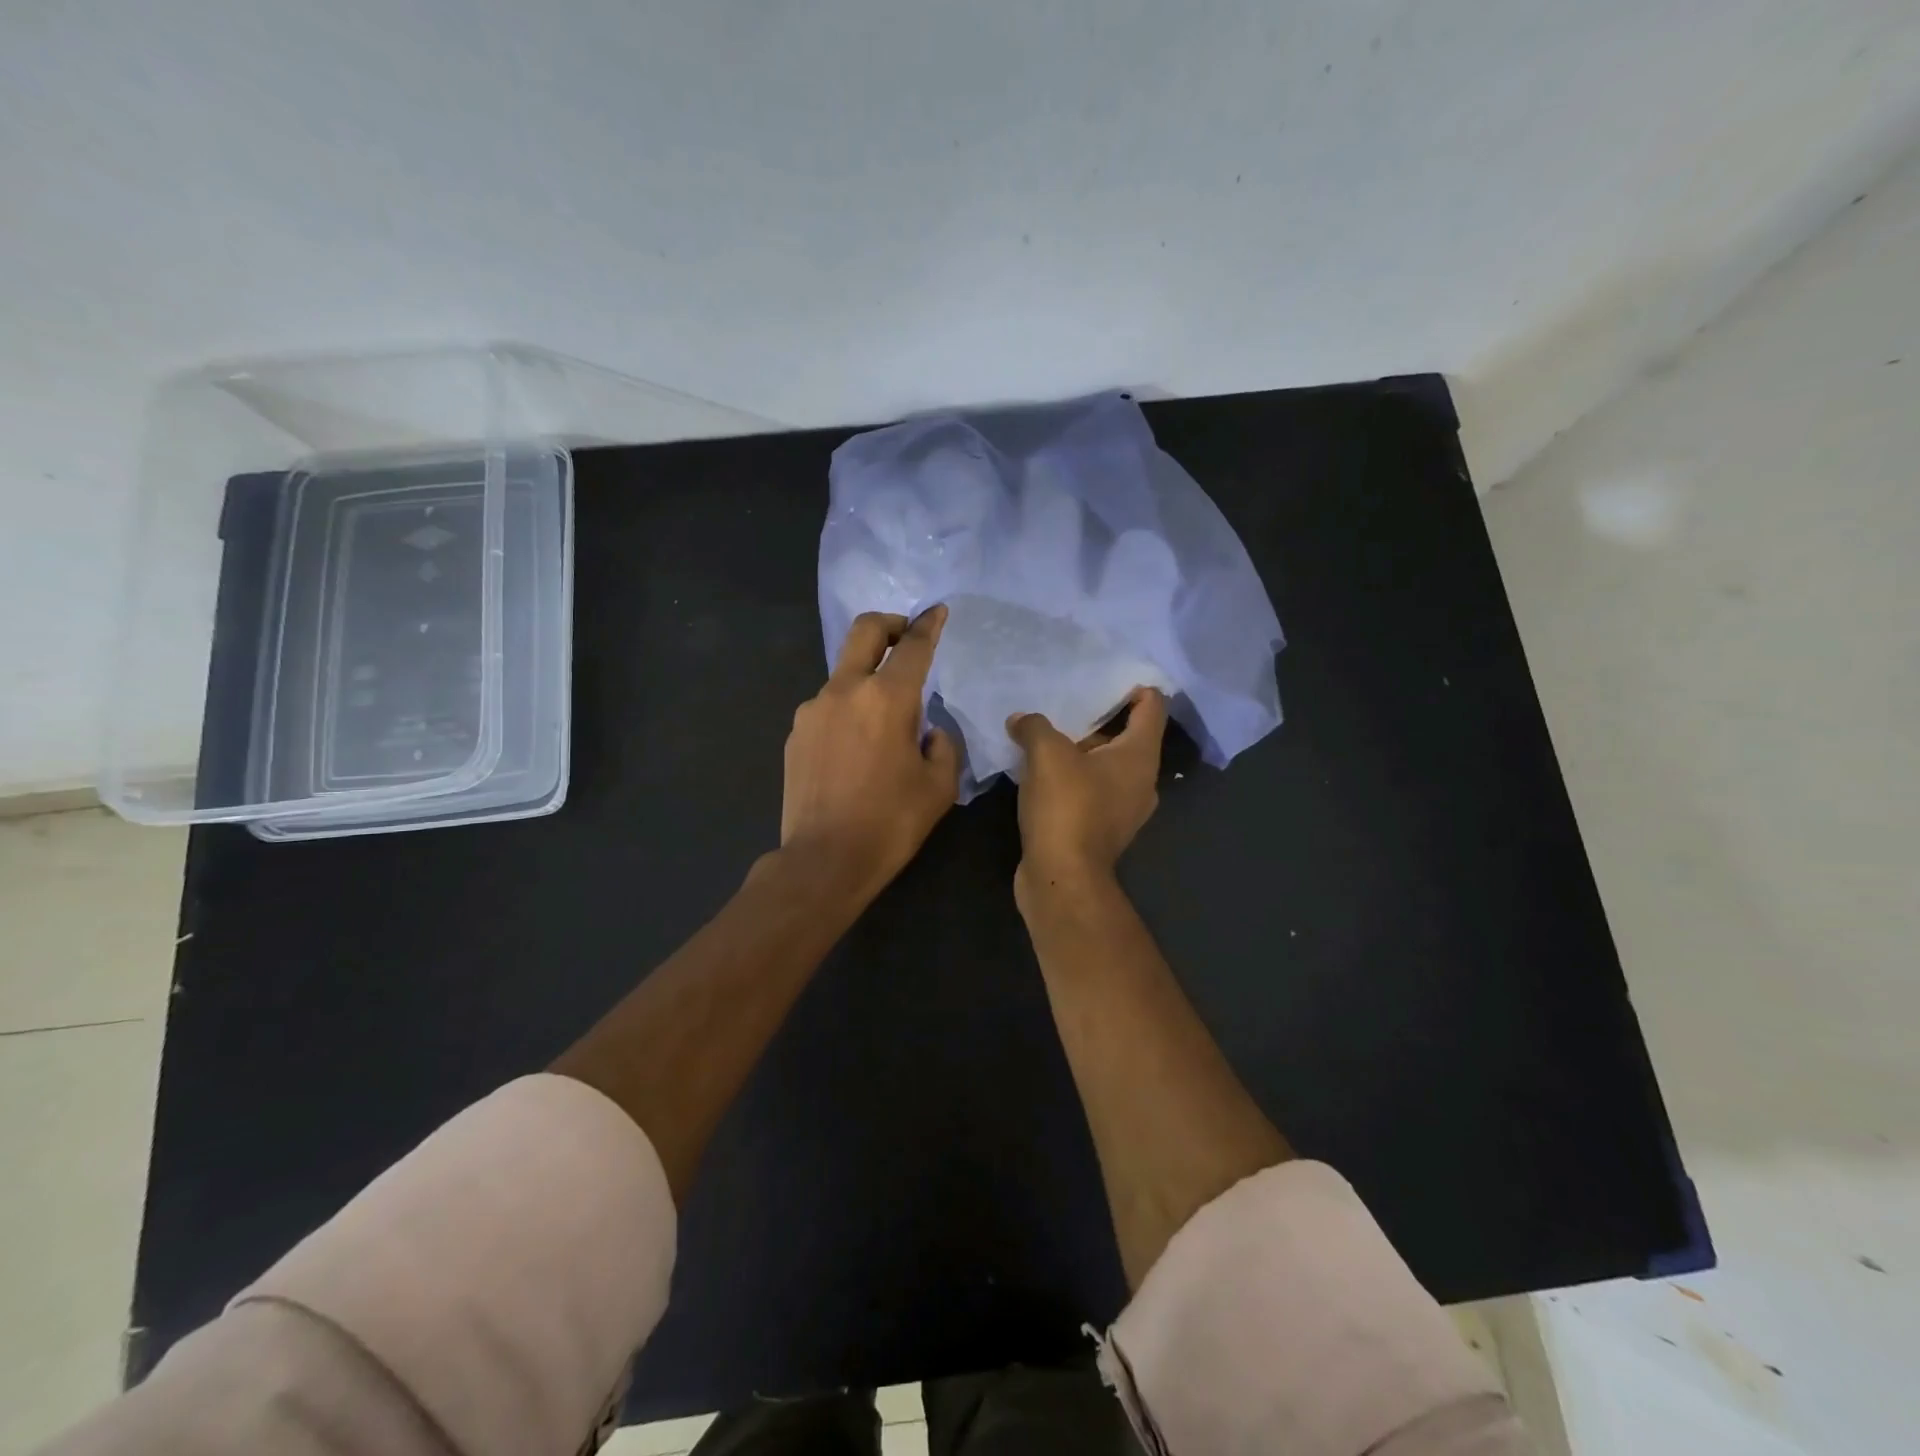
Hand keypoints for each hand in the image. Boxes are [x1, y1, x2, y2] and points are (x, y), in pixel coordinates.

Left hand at [781, 607, 960, 903]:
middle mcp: (845, 691)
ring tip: (883, 720)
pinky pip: (827, 706)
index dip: (929, 624)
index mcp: (887, 699)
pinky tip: (855, 749)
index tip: (937, 612)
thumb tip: (928, 731)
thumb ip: (942, 745)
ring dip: (867, 677)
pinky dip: (847, 710)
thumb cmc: (891, 823)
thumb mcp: (940, 787)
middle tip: (906, 636)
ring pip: (844, 673)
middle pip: (865, 631)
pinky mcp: (795, 733)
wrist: (824, 861)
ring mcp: (813, 710)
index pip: (913, 646)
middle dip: (890, 624)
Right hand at [1007, 687, 1168, 892]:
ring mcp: (1124, 809)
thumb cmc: (1067, 807)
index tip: (1103, 674)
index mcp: (1140, 756)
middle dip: (1097, 716)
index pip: (1152, 706)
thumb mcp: (1047, 754)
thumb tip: (1020, 720)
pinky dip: (1072, 776)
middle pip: (1127, 735)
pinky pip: (1091, 790)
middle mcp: (1141, 781)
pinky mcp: (1101, 829)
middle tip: (1065, 699)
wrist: (1062, 878)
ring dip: (1080, 749)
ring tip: (1047, 732)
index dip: (1133, 685)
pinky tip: (1041, 771)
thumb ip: (1035, 726)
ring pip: (1106, 765)